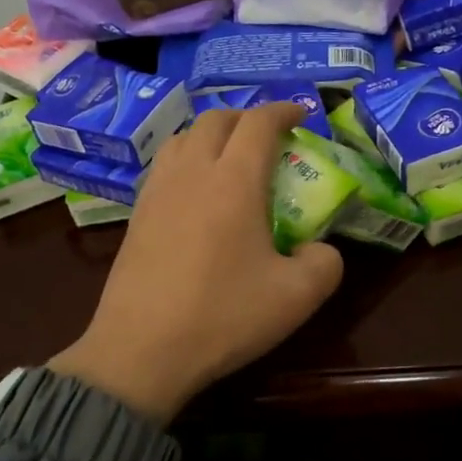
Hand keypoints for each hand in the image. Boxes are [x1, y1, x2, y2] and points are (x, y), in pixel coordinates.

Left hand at [49, 103, 344, 423]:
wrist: (141, 350)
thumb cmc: (223, 316)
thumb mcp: (297, 297)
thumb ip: (325, 263)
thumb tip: (319, 248)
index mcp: (234, 180)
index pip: (259, 122)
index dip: (284, 110)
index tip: (302, 114)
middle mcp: (192, 172)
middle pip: (216, 120)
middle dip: (247, 118)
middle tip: (270, 138)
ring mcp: (157, 192)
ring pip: (183, 138)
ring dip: (212, 135)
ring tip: (230, 158)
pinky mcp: (136, 215)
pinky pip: (164, 166)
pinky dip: (186, 159)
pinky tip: (195, 191)